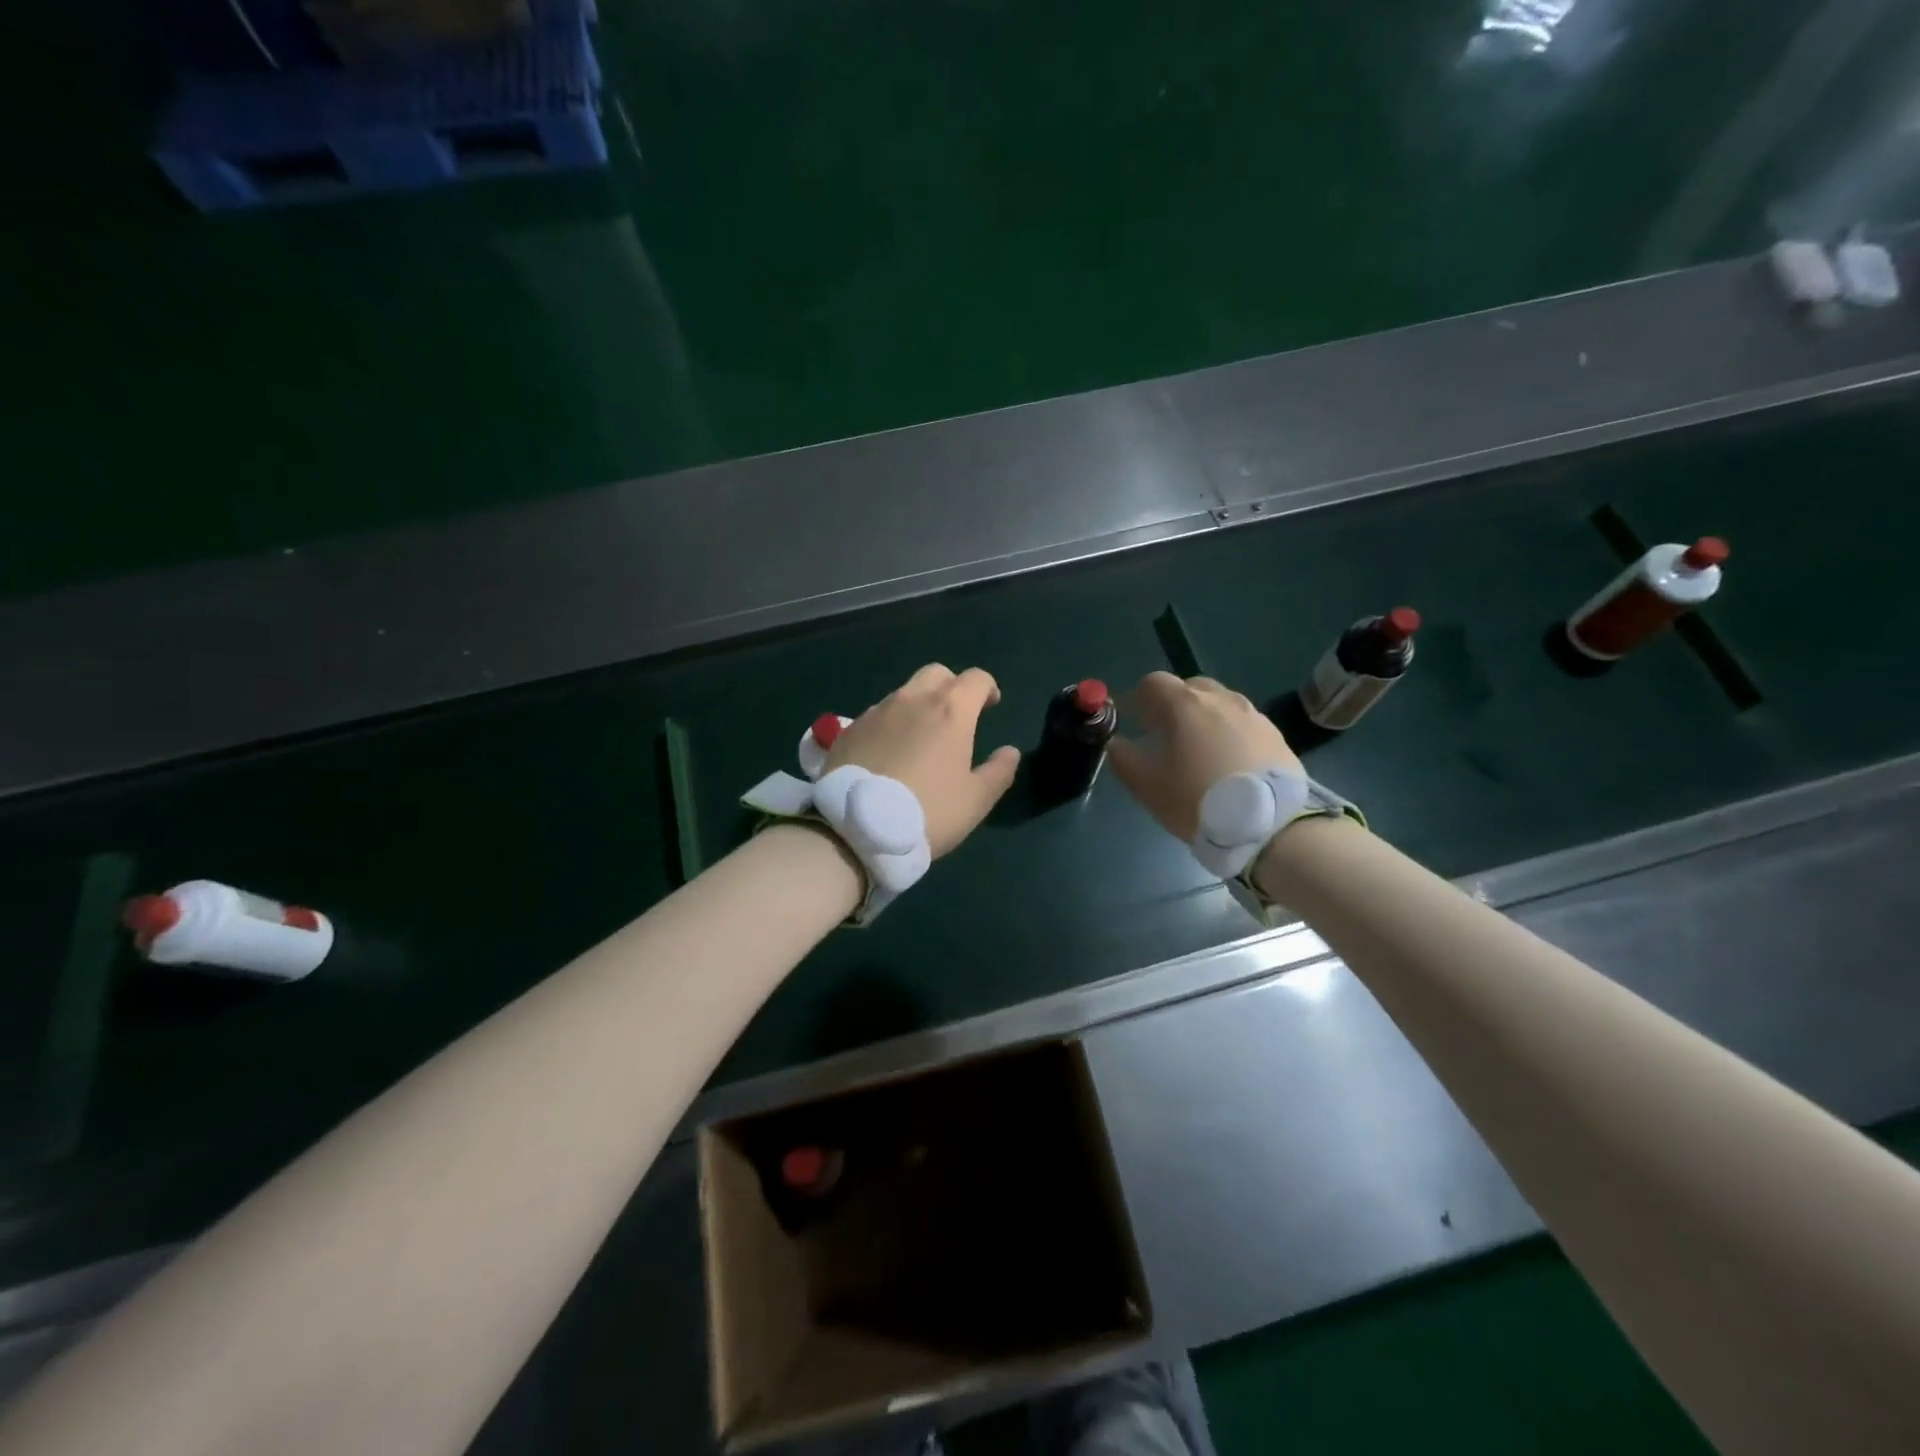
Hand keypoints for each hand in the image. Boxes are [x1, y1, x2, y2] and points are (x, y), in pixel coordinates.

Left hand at [826, 664, 1021, 857]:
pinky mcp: (849, 729)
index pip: (976, 678)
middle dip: (951, 686)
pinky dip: (890, 725)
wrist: (857, 828)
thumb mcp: (976, 800)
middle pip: (937, 674)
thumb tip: (1009, 751)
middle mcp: (912, 699)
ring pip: (904, 693)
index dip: (988, 689)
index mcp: (950, 710)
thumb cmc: (928, 812)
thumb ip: (999, 771)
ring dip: (918, 705)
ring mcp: (876, 711)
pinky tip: (888, 753)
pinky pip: (877, 715)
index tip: (991, 706)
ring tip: (919, 739)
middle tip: (956, 716)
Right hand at [1107, 673, 1301, 841]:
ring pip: (1221, 704)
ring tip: (1201, 752)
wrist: (1269, 826)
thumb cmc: (1198, 800)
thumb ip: (1124, 759)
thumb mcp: (1148, 787)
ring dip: (1205, 718)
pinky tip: (1229, 764)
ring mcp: (1253, 716)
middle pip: (1190, 687)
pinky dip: (1231, 734)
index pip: (1154, 682)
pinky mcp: (1276, 736)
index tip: (1136, 721)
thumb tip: (1116, 744)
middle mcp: (1221, 699)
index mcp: (1186, 705)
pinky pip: (1244, 724)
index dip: (1139, 698)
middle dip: (1174, 704)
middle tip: (1167, 735)